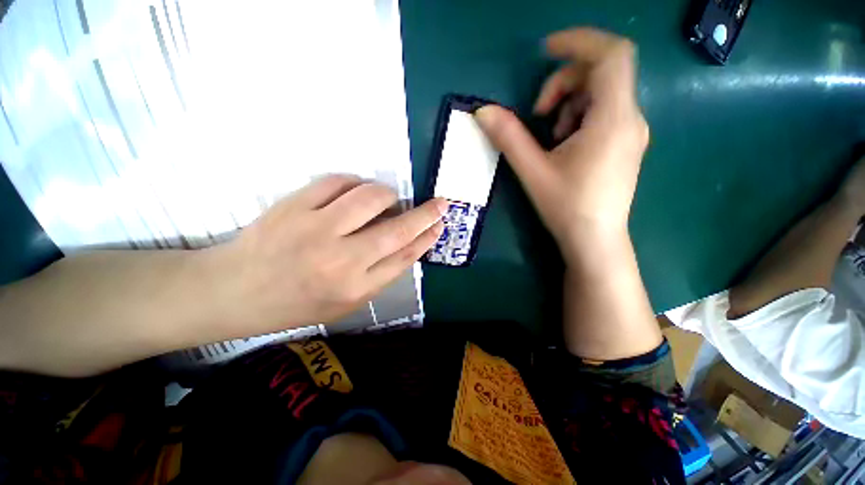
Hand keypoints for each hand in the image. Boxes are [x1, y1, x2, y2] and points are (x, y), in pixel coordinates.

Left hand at [210, 175, 445, 333]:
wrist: (235, 292)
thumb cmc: (297, 303)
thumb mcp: (347, 302)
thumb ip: (381, 275)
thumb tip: (409, 244)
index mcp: (356, 288)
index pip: (405, 257)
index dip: (426, 238)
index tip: (439, 225)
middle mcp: (342, 260)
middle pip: (397, 230)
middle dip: (425, 214)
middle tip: (440, 203)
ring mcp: (317, 229)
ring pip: (370, 198)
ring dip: (388, 194)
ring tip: (388, 199)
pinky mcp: (294, 206)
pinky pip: (338, 182)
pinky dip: (355, 182)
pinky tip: (355, 190)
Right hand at [475, 28, 647, 262]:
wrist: (595, 240)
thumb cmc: (566, 207)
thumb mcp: (533, 171)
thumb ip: (508, 137)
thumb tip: (482, 111)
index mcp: (613, 118)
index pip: (611, 54)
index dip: (579, 41)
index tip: (546, 50)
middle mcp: (630, 118)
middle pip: (602, 72)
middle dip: (564, 83)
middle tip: (539, 114)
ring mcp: (631, 132)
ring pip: (603, 93)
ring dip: (570, 103)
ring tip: (551, 137)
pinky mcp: (625, 144)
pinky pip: (605, 113)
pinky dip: (580, 117)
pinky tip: (565, 144)